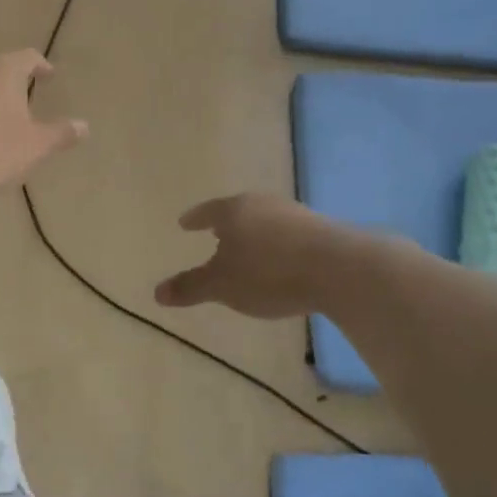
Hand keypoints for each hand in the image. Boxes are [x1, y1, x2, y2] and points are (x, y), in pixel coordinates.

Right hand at [156, 193, 336, 319]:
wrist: (340, 269)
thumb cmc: (269, 273)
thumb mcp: (222, 285)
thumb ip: (190, 287)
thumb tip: (157, 292)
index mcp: (234, 210)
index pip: (207, 211)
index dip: (194, 219)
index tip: (184, 224)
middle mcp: (263, 204)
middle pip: (238, 211)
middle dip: (226, 224)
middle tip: (215, 233)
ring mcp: (295, 213)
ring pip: (265, 221)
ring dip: (255, 234)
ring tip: (249, 249)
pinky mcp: (322, 229)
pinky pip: (289, 234)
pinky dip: (279, 244)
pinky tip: (282, 260)